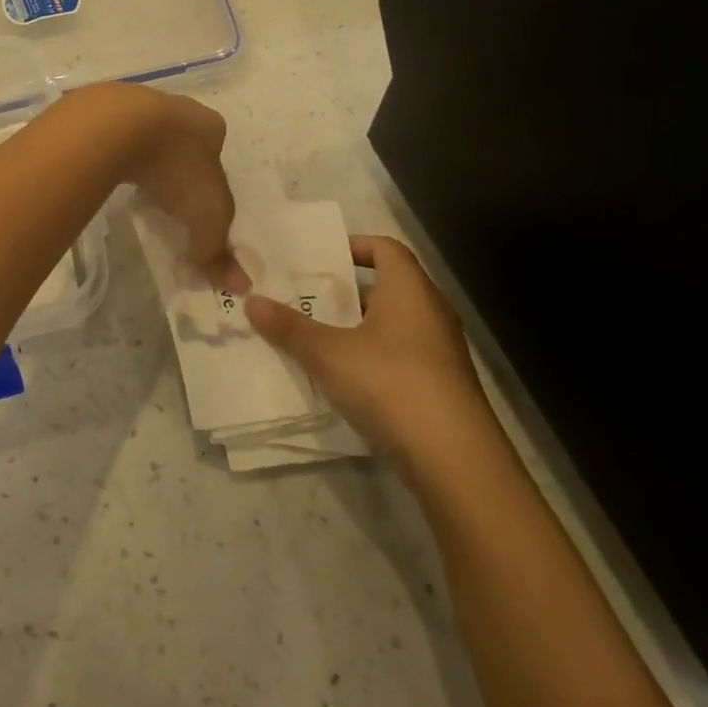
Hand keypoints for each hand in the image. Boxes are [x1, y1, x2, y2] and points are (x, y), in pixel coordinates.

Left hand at [74, 85, 241, 289]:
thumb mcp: (207, 216)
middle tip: (168, 199)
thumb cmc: (176, 167)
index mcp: (209, 125)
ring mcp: (137, 106)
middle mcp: (177, 108)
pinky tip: (109, 175)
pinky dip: (115, 156)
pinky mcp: (103, 112)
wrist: (118, 127)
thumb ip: (218, 249)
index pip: (217, 149)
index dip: (211, 178)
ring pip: (147, 138)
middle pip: (182, 142)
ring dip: (145, 161)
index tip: (198, 203)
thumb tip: (238, 285)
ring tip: (138, 189)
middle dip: (177, 169)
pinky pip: (114, 139)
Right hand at [245, 235, 483, 456]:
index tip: (320, 258)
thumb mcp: (328, 354)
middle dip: (346, 292)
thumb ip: (290, 327)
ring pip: (393, 325)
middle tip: (305, 298)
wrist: (455, 461)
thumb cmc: (390, 384)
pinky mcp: (443, 387)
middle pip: (387, 287)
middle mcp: (431, 312)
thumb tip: (252, 301)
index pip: (386, 247)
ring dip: (357, 328)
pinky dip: (373, 358)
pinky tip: (344, 379)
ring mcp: (441, 352)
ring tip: (316, 337)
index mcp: (410, 290)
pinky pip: (401, 356)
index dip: (354, 245)